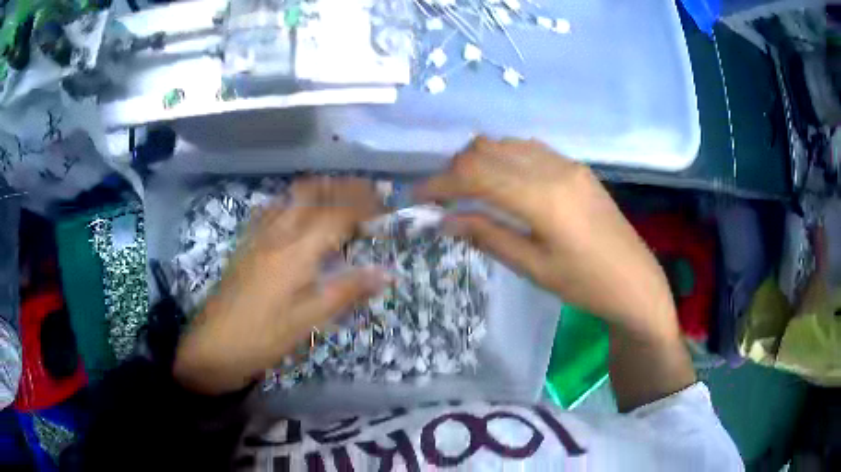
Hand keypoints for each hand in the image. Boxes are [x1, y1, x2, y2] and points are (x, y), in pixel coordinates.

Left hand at [174, 177, 390, 394]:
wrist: (213, 346)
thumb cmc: (263, 337)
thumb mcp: (308, 320)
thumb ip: (346, 291)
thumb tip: (387, 273)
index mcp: (296, 251)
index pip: (337, 214)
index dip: (364, 205)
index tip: (387, 204)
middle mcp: (277, 233)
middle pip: (313, 194)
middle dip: (344, 188)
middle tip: (369, 192)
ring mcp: (258, 236)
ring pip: (291, 197)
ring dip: (320, 189)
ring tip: (342, 194)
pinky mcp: (247, 244)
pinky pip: (273, 209)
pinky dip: (294, 201)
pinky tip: (299, 211)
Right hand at [417, 137, 679, 341]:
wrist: (635, 280)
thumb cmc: (585, 285)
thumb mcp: (534, 268)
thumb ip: (489, 236)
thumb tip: (446, 220)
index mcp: (543, 198)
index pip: (476, 174)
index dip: (440, 182)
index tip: (417, 197)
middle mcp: (553, 169)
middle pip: (487, 149)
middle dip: (454, 168)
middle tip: (440, 197)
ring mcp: (567, 164)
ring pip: (506, 144)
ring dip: (478, 160)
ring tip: (466, 189)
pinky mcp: (575, 167)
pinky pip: (528, 149)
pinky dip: (503, 158)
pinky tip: (500, 181)